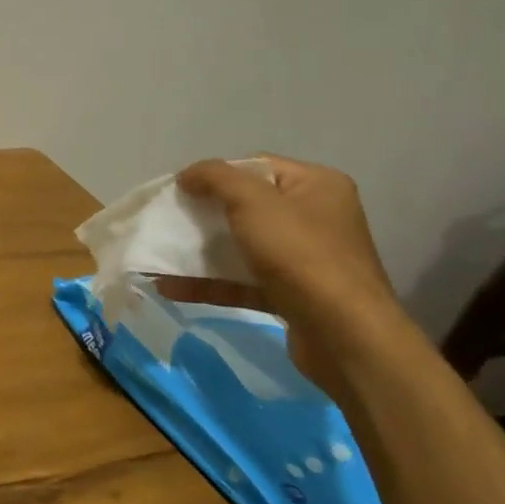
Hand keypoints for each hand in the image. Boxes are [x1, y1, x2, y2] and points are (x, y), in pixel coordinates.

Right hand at [176, 155, 407, 395]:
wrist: (344, 336)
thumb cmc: (300, 255)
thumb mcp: (253, 202)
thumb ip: (216, 178)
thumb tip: (188, 175)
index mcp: (316, 185)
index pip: (256, 167)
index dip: (216, 174)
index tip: (180, 190)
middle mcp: (315, 218)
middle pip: (246, 207)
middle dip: (203, 214)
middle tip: (168, 220)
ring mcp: (304, 260)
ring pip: (241, 246)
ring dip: (200, 251)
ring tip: (159, 255)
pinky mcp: (291, 296)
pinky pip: (242, 281)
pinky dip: (209, 283)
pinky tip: (170, 287)